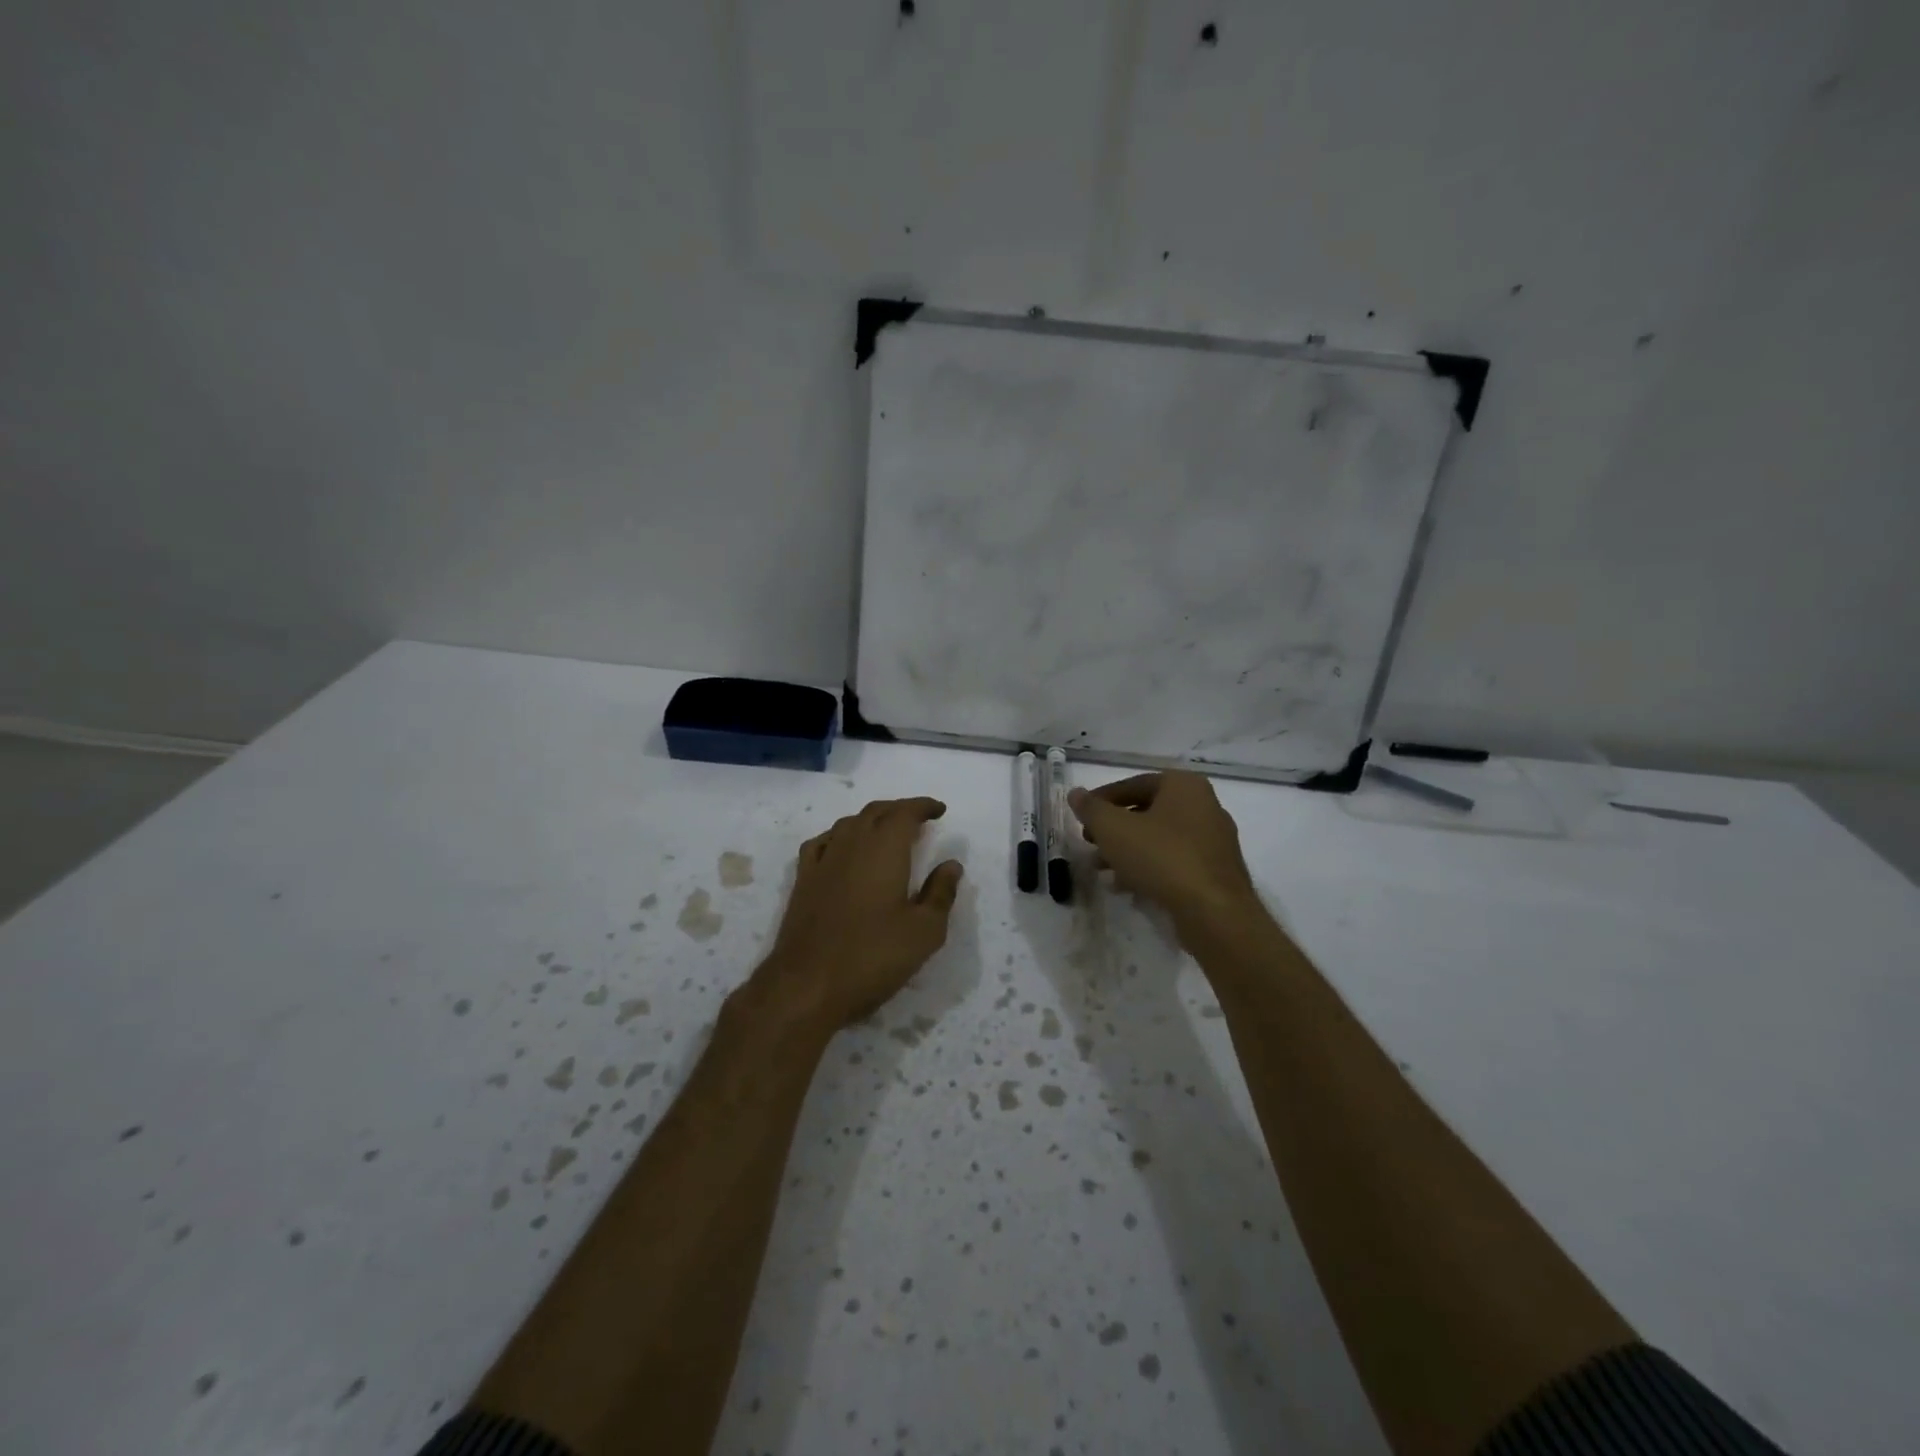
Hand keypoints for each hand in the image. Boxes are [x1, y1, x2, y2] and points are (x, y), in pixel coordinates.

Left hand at [755, 797, 963, 1030]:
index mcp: (884, 850)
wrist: (806, 986)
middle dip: (899, 810)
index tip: (939, 810)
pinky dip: (840, 836)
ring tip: (887, 832)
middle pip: (875, 812)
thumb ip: (940, 894)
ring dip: (871, 820)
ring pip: (848, 824)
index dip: (923, 807)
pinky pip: (823, 842)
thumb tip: (951, 865)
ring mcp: (823, 861)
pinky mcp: (803, 881)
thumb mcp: (924, 932)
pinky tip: (843, 849)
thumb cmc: (872, 957)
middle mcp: (851, 845)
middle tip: (919, 819)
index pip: (904, 813)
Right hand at [1069, 771, 1258, 936]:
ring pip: (1160, 838)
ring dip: (1128, 851)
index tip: (1082, 818)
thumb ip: (1091, 808)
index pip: (1133, 784)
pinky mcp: (1217, 871)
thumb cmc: (1162, 858)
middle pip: (1147, 811)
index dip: (1102, 800)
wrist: (1214, 912)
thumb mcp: (1114, 829)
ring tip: (1102, 869)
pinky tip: (1127, 886)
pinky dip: (1150, 868)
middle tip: (1090, 843)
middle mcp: (1205, 805)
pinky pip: (1175, 861)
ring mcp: (1214, 839)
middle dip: (1114, 829)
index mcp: (1184, 785)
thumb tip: (1075, 793)